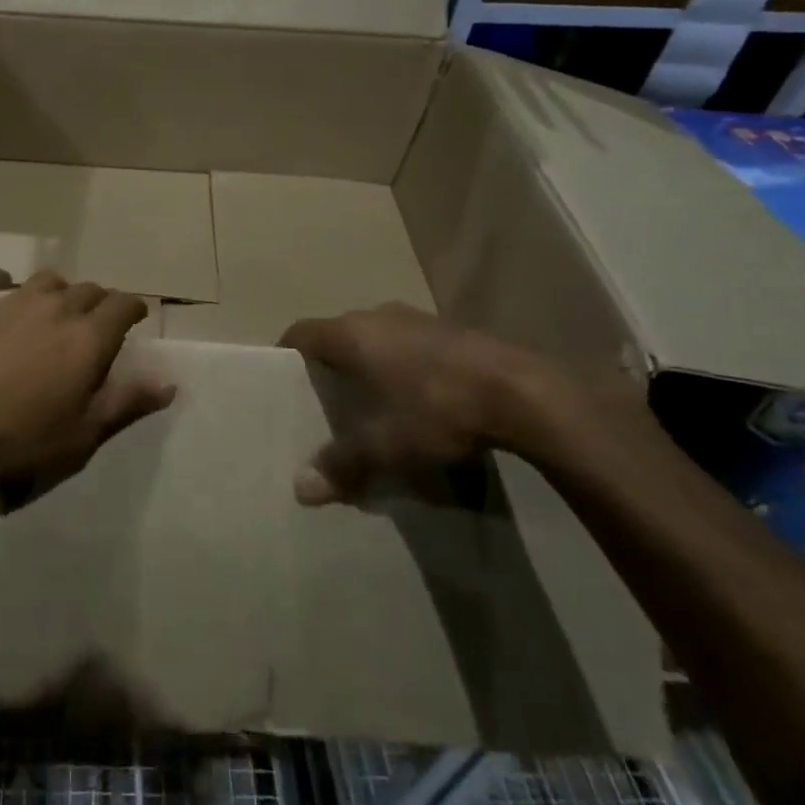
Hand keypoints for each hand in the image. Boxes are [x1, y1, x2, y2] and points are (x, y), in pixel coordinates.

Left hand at [0, 268, 175, 501]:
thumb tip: (169, 383)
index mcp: (88, 336)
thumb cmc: (22, 437)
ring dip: (58, 290)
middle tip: (95, 324)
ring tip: (55, 308)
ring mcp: (12, 301)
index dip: (133, 309)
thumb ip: (128, 402)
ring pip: (46, 280)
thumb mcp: (84, 432)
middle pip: (88, 290)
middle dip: (99, 303)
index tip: (135, 319)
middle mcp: (56, 307)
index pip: (123, 306)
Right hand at [279, 303, 581, 505]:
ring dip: (368, 362)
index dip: (287, 354)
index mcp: (351, 333)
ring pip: (376, 336)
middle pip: (338, 334)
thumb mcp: (386, 446)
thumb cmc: (437, 409)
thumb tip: (300, 489)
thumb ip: (342, 464)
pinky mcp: (451, 328)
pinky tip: (417, 397)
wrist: (522, 392)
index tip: (282, 381)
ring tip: (370, 401)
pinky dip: (402, 363)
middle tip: (324, 400)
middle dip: (329, 364)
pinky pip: (408, 342)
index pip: (301, 333)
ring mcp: (417, 317)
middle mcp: (377, 315)